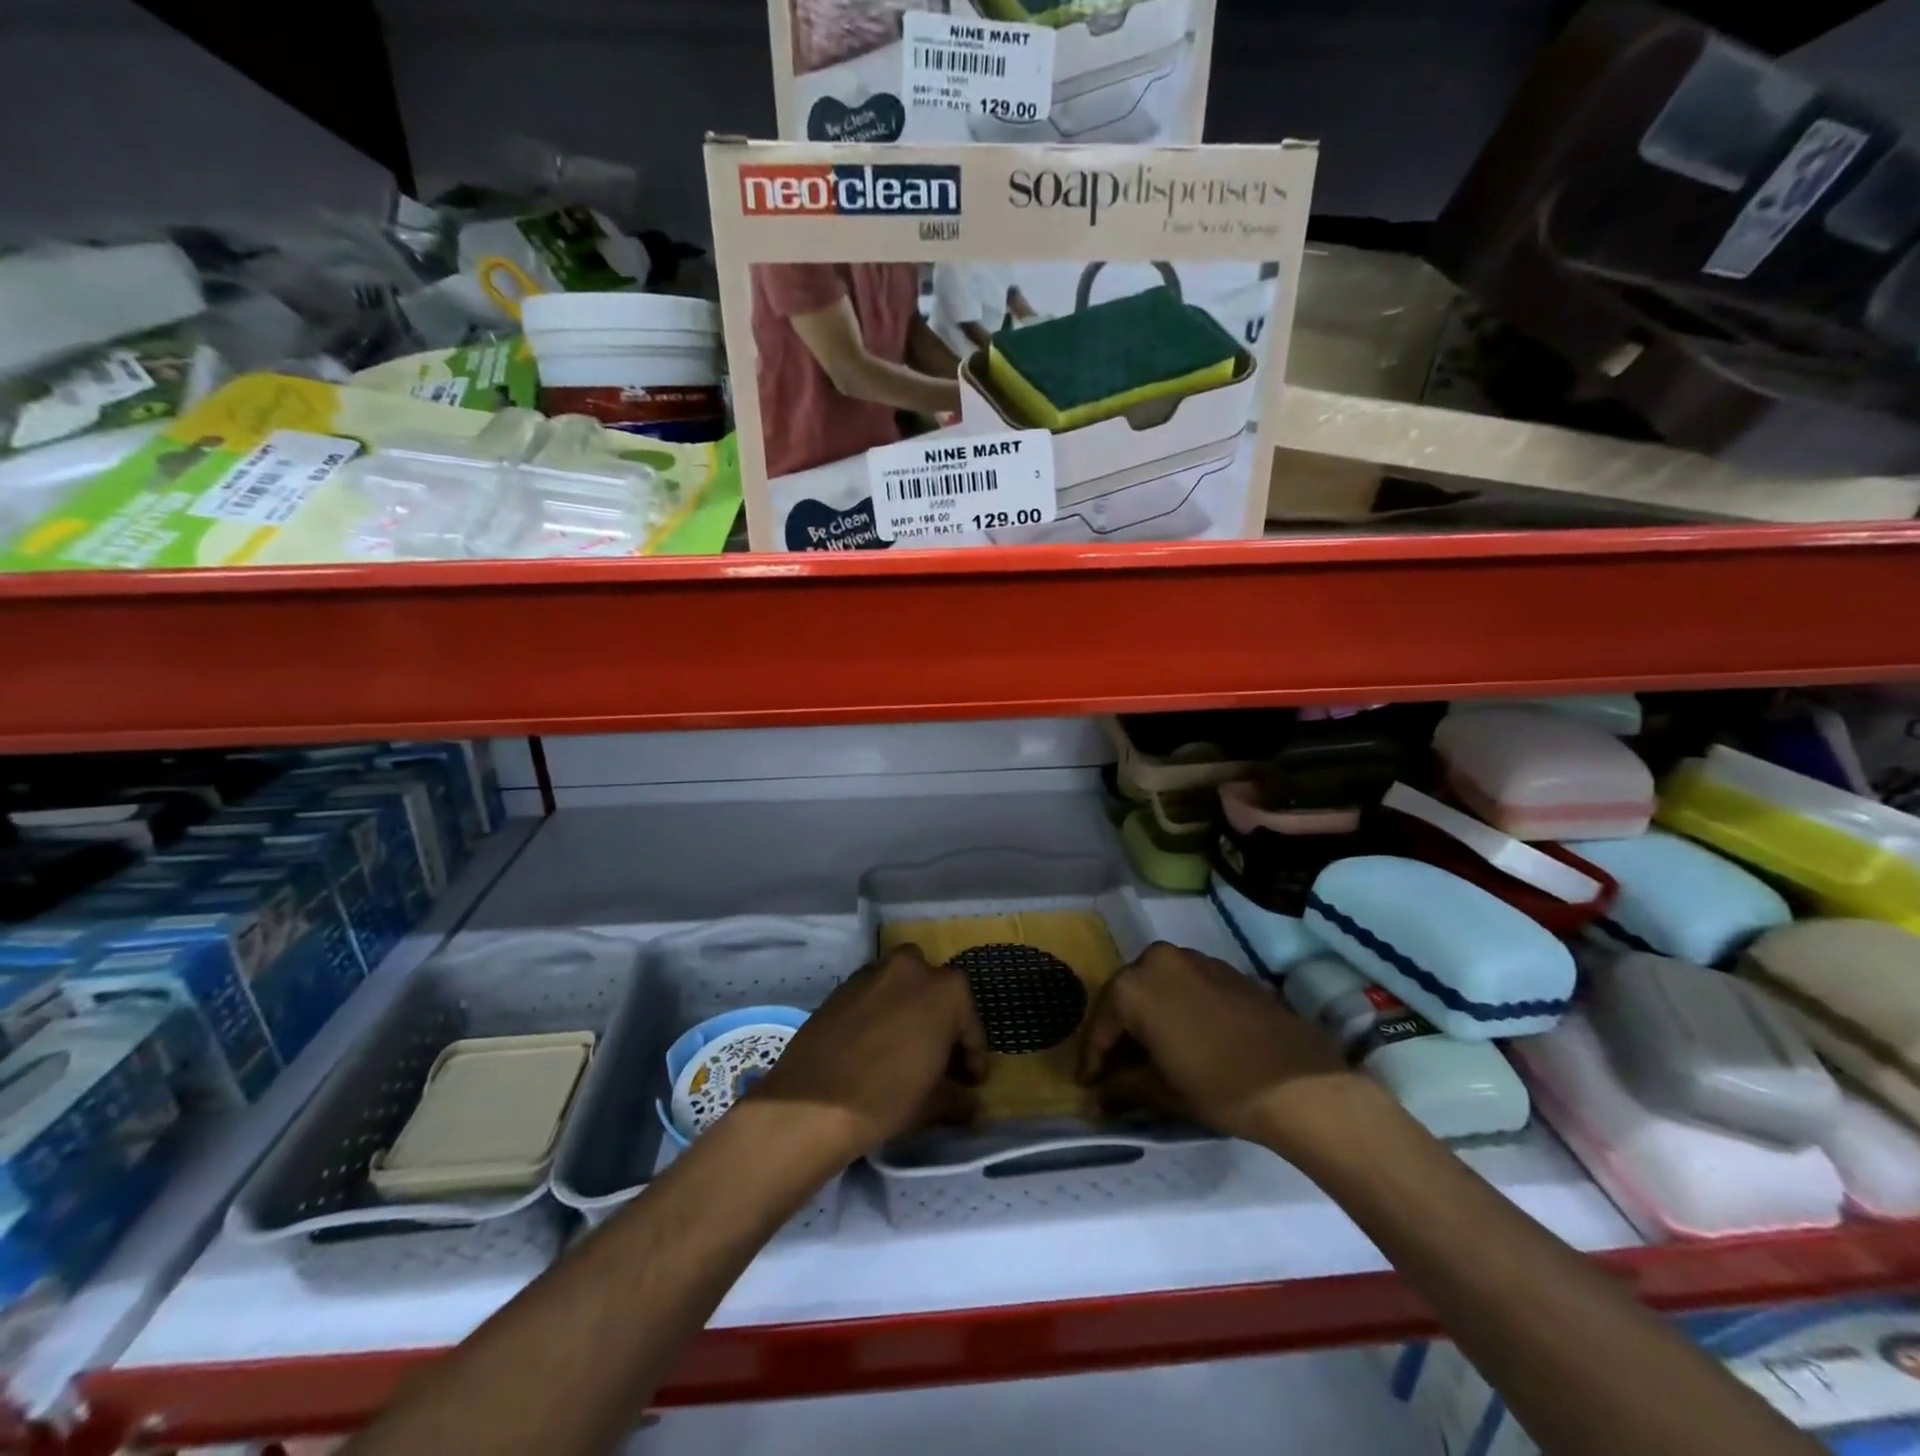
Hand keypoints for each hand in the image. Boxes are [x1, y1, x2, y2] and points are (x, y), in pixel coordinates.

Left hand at [743, 946, 986, 1163]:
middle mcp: (911, 968)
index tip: (970, 1082)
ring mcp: (872, 973)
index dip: (972, 1055)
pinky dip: (878, 1014)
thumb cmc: (888, 1096)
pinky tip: (872, 1047)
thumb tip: (972, 1106)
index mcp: (945, 989)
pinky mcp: (840, 987)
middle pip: (934, 992)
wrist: (813, 1102)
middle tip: (937, 1059)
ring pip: (900, 988)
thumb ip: (958, 1098)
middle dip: (939, 1020)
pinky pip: (871, 996)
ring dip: (907, 1012)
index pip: (969, 1022)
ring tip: (903, 1051)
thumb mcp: (933, 1103)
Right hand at [1078, 942, 1361, 1145]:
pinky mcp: (1225, 968)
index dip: (1092, 1059)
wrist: (1299, 1083)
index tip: (1087, 1084)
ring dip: (1149, 1018)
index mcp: (1134, 985)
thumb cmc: (1219, 1086)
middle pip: (1127, 998)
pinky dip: (1177, 1008)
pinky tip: (1185, 1038)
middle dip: (1120, 1033)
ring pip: (1157, 988)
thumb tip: (1094, 1099)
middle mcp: (1158, 960)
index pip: (1101, 1024)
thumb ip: (1121, 1088)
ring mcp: (1195, 959)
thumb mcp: (1162, 1091)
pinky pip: (1186, 985)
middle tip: (1117, 1069)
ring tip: (1151, 1055)